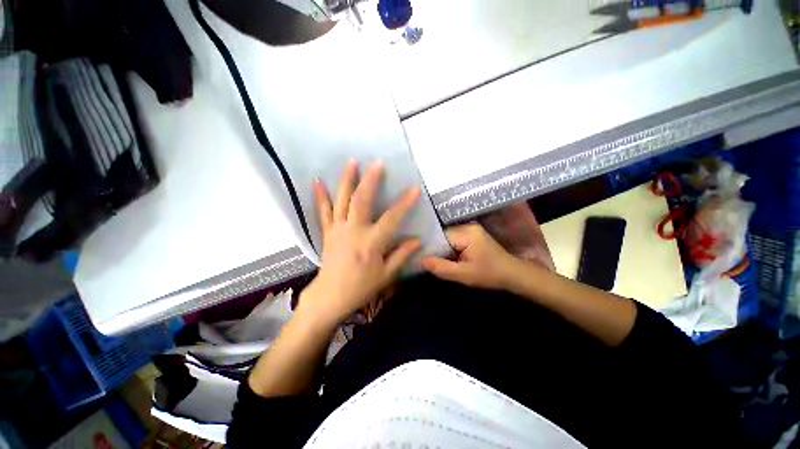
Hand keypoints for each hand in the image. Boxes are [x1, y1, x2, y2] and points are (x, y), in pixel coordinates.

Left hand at [298, 160, 421, 326]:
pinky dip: (321, 196)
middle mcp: (354, 231)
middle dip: (371, 180)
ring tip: (352, 162)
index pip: (392, 218)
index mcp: (371, 242)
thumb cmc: (361, 287)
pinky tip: (318, 181)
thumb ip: (402, 255)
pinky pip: (324, 212)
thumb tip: (417, 240)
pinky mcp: (328, 232)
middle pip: (362, 200)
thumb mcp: (386, 275)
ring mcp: (338, 229)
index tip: (415, 189)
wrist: (330, 297)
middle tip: (378, 163)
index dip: (404, 204)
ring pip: (342, 200)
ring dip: (347, 180)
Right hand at [421, 224, 523, 290]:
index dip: (431, 248)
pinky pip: (454, 240)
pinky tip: (448, 258)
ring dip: (443, 250)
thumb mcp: (464, 275)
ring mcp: (470, 230)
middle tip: (428, 262)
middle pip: (443, 236)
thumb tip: (420, 261)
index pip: (440, 236)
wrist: (512, 274)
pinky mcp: (472, 235)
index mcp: (467, 233)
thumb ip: (441, 268)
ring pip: (447, 238)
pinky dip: (450, 249)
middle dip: (437, 249)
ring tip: (436, 261)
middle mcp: (467, 226)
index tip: (422, 258)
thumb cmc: (490, 274)